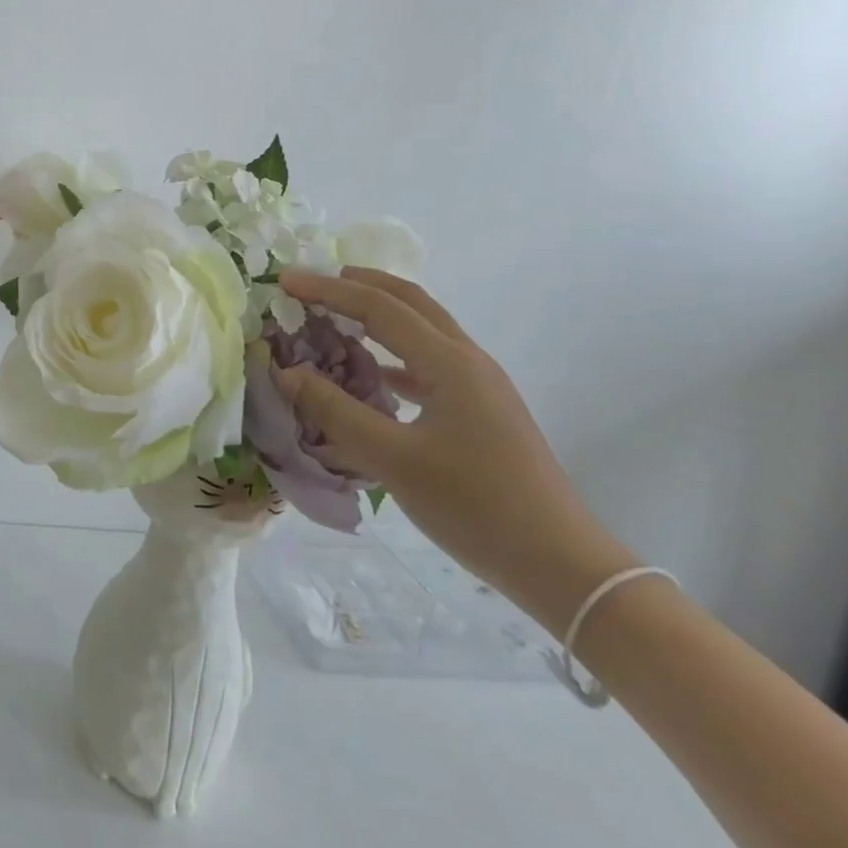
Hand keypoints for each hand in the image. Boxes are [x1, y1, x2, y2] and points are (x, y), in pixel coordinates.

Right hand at [274, 267, 635, 635]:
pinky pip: (432, 362)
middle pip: (410, 302)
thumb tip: (285, 372)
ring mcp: (482, 386)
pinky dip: (396, 353)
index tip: (286, 282)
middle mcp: (469, 361)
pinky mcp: (485, 410)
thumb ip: (335, 411)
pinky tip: (376, 375)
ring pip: (425, 329)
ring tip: (338, 317)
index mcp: (450, 363)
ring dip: (380, 315)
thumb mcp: (393, 460)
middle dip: (360, 285)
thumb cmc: (475, 506)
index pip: (379, 308)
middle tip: (314, 284)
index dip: (328, 291)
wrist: (562, 566)